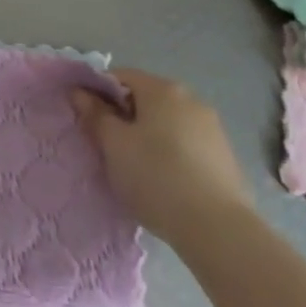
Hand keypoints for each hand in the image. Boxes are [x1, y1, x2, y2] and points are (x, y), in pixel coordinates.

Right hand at [72, 69, 252, 244]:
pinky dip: (173, 155)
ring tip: (139, 171)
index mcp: (161, 88)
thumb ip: (95, 115)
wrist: (218, 230)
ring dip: (150, 137)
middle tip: (112, 150)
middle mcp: (190, 98)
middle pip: (146, 98)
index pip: (120, 76)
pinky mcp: (226, 156)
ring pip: (168, 123)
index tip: (90, 123)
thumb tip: (80, 92)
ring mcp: (212, 127)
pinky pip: (188, 144)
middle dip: (126, 118)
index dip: (100, 95)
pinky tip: (167, 183)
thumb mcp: (114, 146)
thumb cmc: (156, 177)